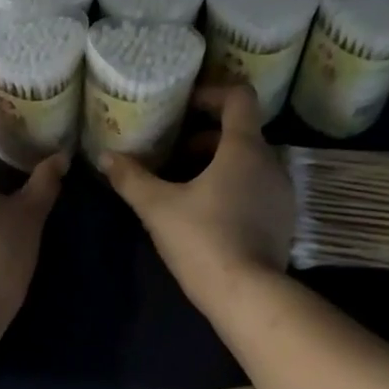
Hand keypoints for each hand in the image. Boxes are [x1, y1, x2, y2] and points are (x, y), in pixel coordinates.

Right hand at [102, 84, 293, 304]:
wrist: (247, 294)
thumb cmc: (202, 240)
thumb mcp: (157, 208)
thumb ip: (131, 179)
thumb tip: (106, 157)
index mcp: (245, 148)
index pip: (240, 97)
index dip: (212, 93)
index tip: (186, 107)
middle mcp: (271, 163)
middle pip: (241, 133)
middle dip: (205, 139)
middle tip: (172, 157)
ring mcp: (281, 193)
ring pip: (249, 164)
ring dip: (218, 166)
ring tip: (185, 188)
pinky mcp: (283, 221)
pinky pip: (257, 189)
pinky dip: (234, 189)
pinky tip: (207, 215)